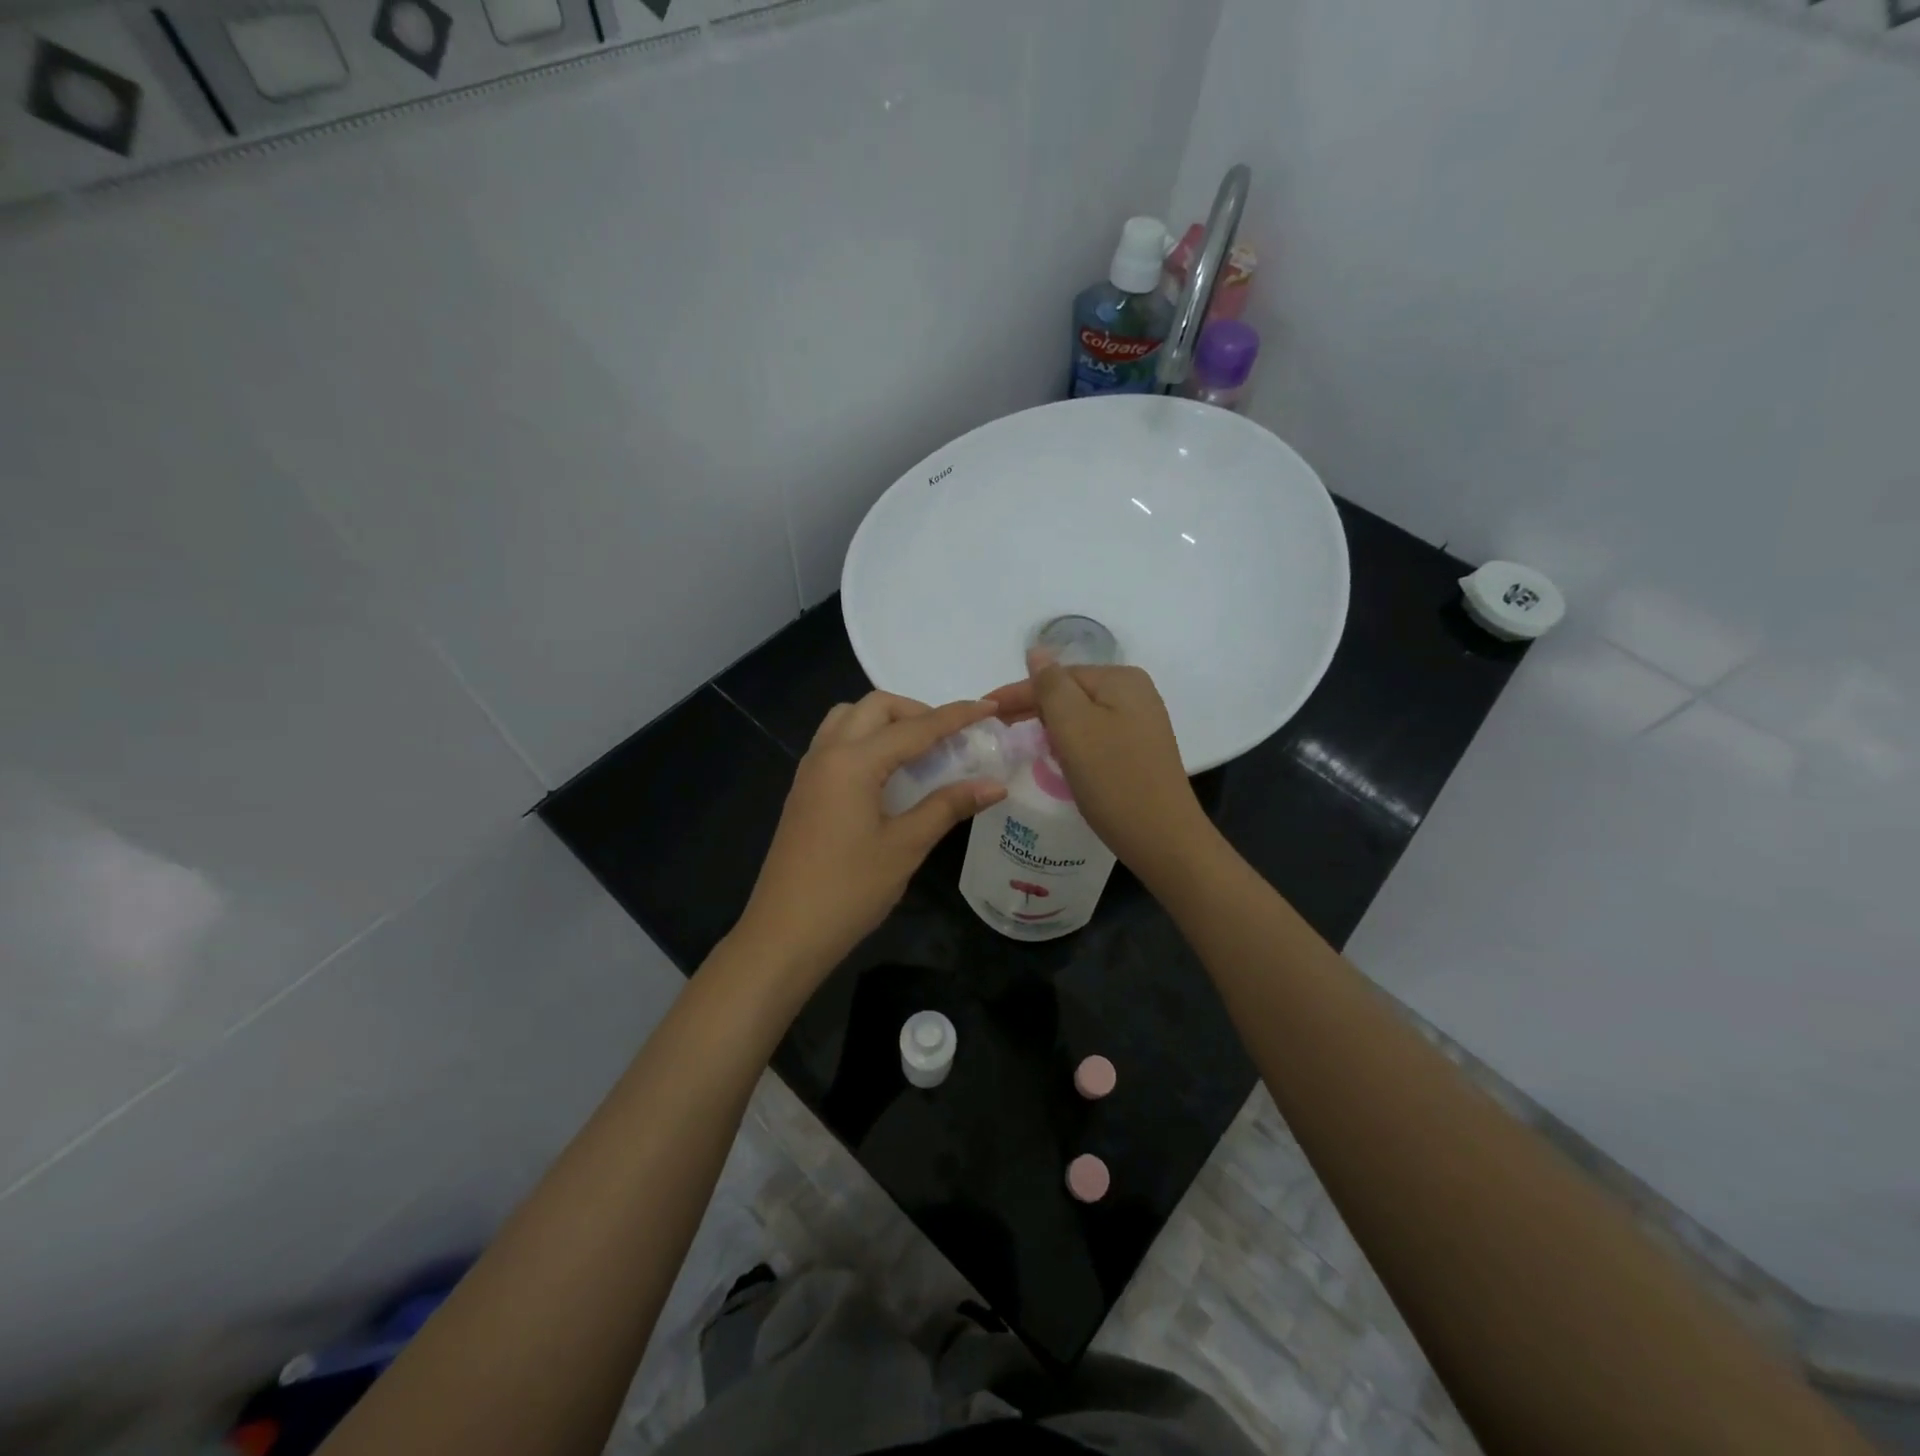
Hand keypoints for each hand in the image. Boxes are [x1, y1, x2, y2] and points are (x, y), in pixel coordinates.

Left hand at [733, 692, 1008, 986]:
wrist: (784, 933)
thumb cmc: (848, 891)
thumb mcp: (905, 847)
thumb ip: (948, 807)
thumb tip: (995, 785)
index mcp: (853, 762)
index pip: (915, 727)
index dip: (956, 716)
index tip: (989, 707)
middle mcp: (827, 753)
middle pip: (874, 707)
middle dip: (916, 711)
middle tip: (950, 738)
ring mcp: (810, 771)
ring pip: (849, 719)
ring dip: (886, 721)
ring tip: (918, 750)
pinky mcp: (804, 790)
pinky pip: (836, 742)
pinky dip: (865, 739)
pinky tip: (887, 772)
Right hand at [987, 655, 1212, 884]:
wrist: (1163, 838)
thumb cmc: (1113, 779)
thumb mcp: (1074, 726)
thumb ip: (1050, 685)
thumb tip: (1036, 651)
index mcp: (1120, 679)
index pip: (1057, 676)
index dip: (1018, 693)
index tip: (984, 711)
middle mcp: (1135, 693)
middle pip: (1070, 692)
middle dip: (1033, 709)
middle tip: (996, 730)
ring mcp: (1140, 723)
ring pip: (1081, 715)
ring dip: (1051, 726)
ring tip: (1021, 743)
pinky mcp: (1139, 750)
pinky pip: (1094, 735)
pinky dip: (1071, 743)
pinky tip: (1058, 758)